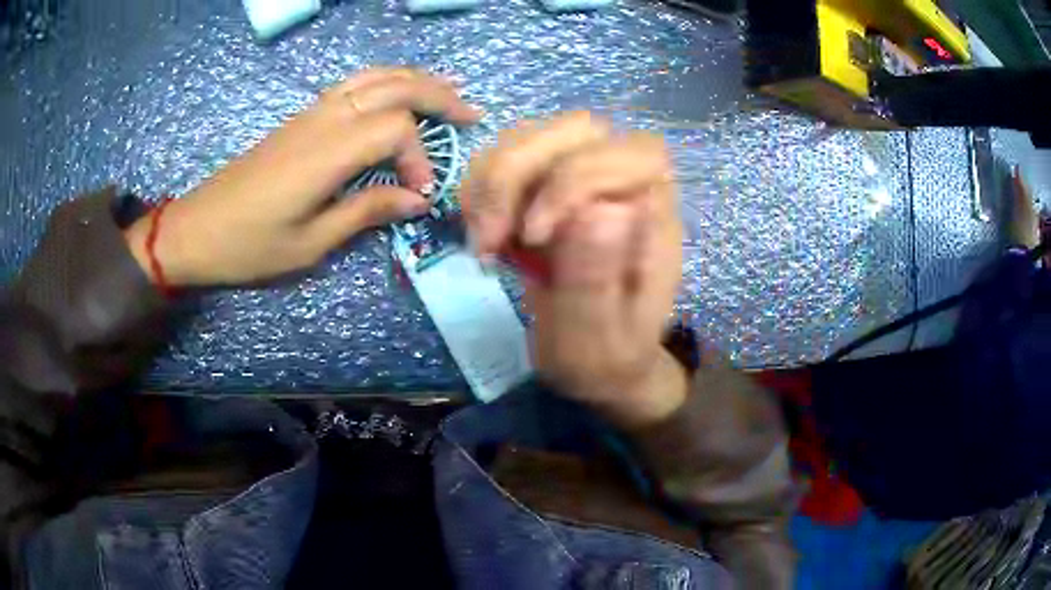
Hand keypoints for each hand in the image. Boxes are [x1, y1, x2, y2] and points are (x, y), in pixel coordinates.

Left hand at [126, 68, 481, 286]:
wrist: (195, 230)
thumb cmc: (249, 247)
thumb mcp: (310, 244)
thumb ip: (366, 212)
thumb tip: (415, 200)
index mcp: (326, 153)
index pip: (395, 128)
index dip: (420, 157)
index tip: (420, 195)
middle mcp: (323, 121)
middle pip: (393, 86)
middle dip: (437, 96)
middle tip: (471, 114)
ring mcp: (310, 114)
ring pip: (373, 77)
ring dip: (415, 80)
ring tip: (447, 89)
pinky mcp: (300, 119)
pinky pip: (353, 84)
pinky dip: (385, 82)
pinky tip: (398, 94)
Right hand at [462, 112, 686, 427]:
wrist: (597, 361)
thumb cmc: (606, 356)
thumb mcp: (600, 336)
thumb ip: (599, 277)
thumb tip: (599, 208)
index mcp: (656, 212)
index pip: (629, 154)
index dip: (572, 178)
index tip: (533, 238)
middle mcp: (625, 183)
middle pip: (574, 129)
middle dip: (516, 176)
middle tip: (490, 241)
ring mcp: (583, 178)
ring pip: (532, 136)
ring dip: (490, 183)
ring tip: (485, 244)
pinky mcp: (546, 187)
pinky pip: (504, 159)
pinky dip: (478, 189)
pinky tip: (482, 234)